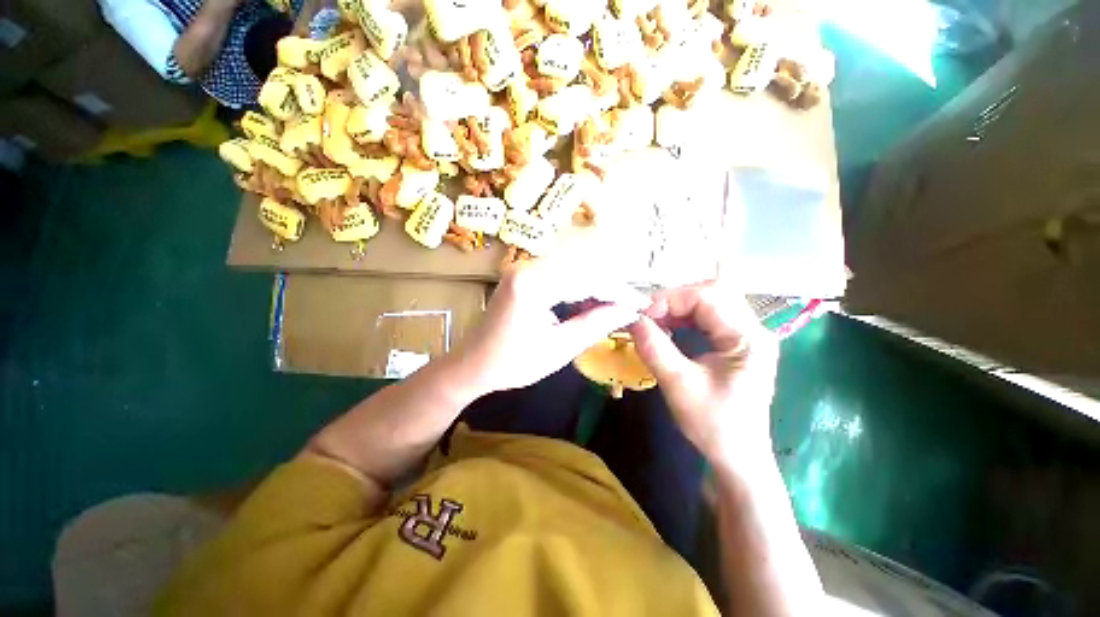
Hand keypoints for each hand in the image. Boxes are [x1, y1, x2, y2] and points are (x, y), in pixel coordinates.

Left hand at [454, 259, 642, 396]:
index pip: (587, 280)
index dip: (618, 292)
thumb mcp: (559, 349)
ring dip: (596, 286)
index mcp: (532, 285)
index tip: (641, 303)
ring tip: (615, 306)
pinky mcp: (523, 273)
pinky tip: (591, 302)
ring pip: (573, 268)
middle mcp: (527, 267)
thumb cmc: (512, 363)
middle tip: (630, 305)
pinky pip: (560, 274)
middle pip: (582, 268)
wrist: (472, 363)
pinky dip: (579, 287)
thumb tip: (628, 311)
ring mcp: (523, 267)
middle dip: (610, 287)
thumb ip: (595, 325)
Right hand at [629, 282, 778, 465]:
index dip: (672, 299)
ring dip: (679, 306)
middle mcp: (754, 330)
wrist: (738, 457)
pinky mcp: (738, 343)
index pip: (709, 297)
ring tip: (655, 320)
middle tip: (649, 314)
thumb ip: (654, 348)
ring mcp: (747, 335)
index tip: (643, 314)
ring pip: (711, 302)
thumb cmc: (713, 425)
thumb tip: (632, 320)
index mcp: (748, 339)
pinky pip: (709, 317)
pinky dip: (685, 316)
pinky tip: (670, 326)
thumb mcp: (678, 385)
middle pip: (713, 293)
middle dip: (675, 299)